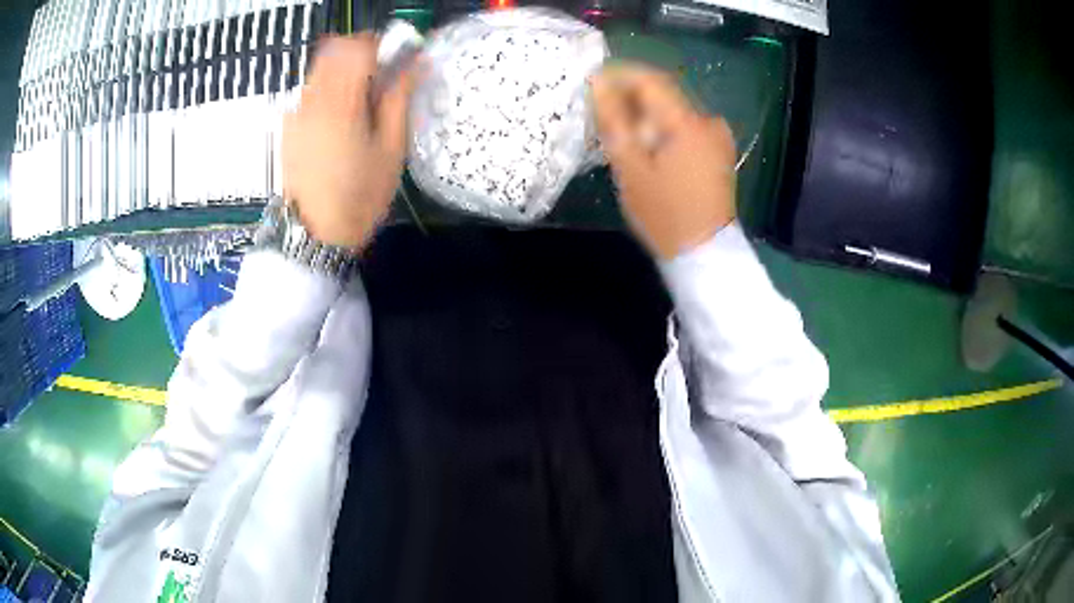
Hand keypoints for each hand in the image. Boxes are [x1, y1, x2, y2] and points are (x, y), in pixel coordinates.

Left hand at [283, 34, 417, 247]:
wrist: (315, 235)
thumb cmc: (361, 196)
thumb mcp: (392, 149)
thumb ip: (399, 99)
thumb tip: (414, 63)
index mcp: (341, 104)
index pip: (358, 48)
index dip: (381, 46)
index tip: (396, 60)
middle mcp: (312, 100)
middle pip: (334, 50)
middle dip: (360, 53)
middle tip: (380, 77)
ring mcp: (295, 113)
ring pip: (320, 67)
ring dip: (343, 69)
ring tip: (360, 99)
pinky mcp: (288, 126)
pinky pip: (309, 89)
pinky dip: (327, 88)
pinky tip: (338, 117)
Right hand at [592, 64, 736, 259]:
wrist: (704, 252)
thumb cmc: (664, 213)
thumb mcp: (630, 168)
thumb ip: (614, 121)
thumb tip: (598, 84)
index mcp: (687, 123)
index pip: (649, 80)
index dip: (618, 76)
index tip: (592, 85)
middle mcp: (706, 121)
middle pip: (662, 93)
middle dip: (629, 98)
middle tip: (602, 115)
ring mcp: (716, 136)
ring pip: (672, 111)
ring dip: (644, 115)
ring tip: (620, 135)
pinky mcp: (717, 150)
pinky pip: (684, 126)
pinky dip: (661, 129)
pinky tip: (646, 147)